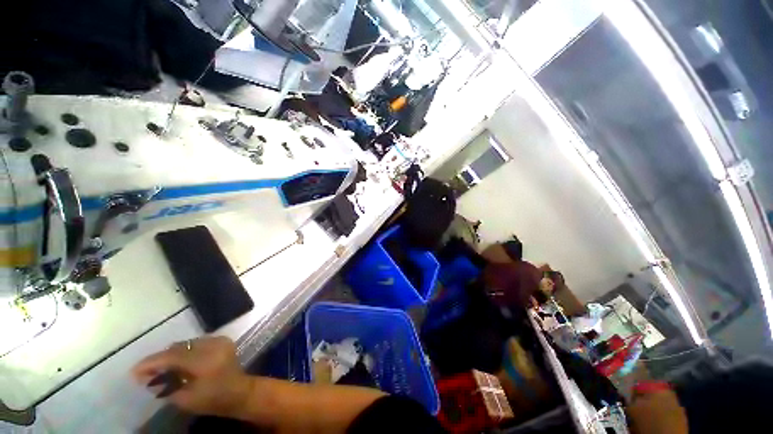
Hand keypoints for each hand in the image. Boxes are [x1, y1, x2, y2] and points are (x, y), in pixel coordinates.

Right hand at [132, 336, 254, 418]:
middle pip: (179, 347)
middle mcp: (212, 345)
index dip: (151, 363)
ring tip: (159, 367)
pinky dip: (185, 351)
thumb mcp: (185, 398)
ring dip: (172, 354)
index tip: (134, 371)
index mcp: (204, 360)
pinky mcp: (222, 340)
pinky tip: (177, 362)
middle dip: (161, 359)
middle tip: (145, 371)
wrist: (240, 392)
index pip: (172, 356)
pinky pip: (197, 343)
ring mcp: (219, 340)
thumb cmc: (212, 399)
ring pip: (187, 344)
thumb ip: (165, 386)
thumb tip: (147, 378)